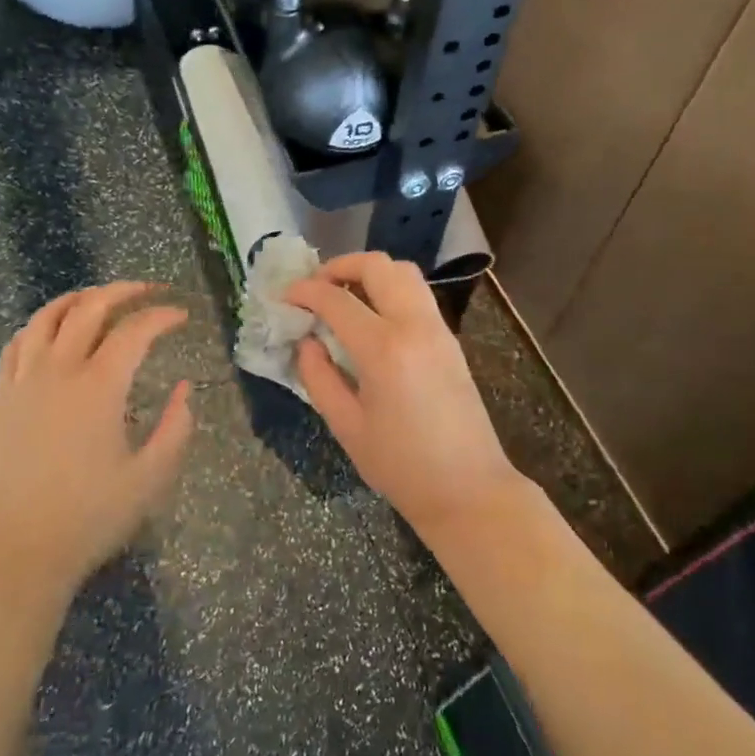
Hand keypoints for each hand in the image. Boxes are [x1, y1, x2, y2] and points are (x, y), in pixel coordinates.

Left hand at [0, 282, 193, 600]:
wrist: (14, 554)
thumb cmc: (88, 518)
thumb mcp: (150, 479)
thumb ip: (175, 428)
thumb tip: (185, 389)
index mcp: (99, 387)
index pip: (135, 331)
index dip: (162, 316)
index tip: (181, 316)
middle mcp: (59, 371)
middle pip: (90, 308)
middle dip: (123, 291)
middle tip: (148, 290)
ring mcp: (24, 382)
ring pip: (47, 317)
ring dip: (77, 298)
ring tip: (99, 296)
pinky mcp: (1, 399)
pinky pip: (16, 344)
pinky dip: (37, 325)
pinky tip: (50, 330)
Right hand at [286, 254, 525, 538]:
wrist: (469, 489)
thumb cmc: (401, 466)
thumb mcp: (347, 427)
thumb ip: (319, 377)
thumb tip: (307, 343)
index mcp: (383, 349)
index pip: (336, 299)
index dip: (305, 291)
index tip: (285, 296)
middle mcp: (414, 325)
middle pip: (377, 265)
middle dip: (340, 266)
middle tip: (315, 286)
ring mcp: (437, 328)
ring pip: (403, 272)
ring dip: (369, 272)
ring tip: (343, 295)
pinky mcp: (449, 338)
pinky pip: (417, 293)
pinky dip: (390, 288)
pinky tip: (371, 315)